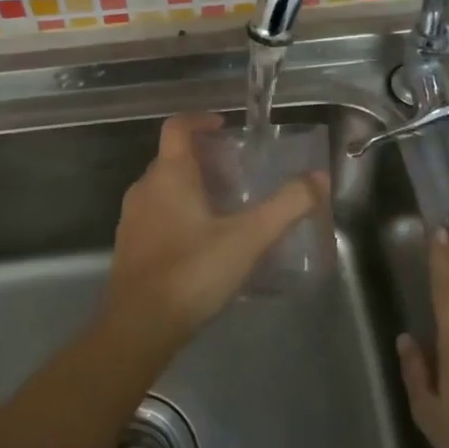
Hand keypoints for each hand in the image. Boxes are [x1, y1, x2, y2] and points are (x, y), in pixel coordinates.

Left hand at [101, 114, 323, 355]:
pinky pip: (156, 216)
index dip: (200, 120)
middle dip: (205, 161)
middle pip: (173, 159)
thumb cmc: (192, 271)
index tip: (224, 126)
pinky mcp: (129, 248)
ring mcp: (132, 219)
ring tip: (226, 210)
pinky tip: (203, 244)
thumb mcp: (249, 238)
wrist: (139, 327)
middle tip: (238, 177)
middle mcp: (144, 188)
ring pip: (164, 189)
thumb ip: (287, 206)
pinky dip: (179, 215)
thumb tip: (319, 178)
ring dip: (192, 189)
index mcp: (169, 175)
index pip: (177, 127)